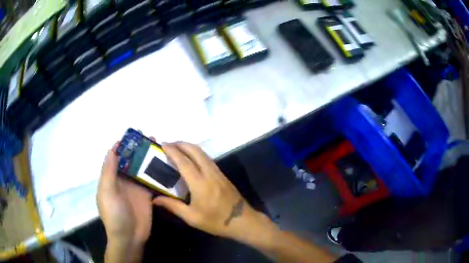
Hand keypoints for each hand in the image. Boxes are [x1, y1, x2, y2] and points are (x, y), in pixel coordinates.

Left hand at [97, 142, 152, 260]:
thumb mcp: (107, 192)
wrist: (129, 237)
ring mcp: (136, 188)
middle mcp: (123, 180)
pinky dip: (156, 172)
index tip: (132, 135)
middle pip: (130, 161)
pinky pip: (151, 180)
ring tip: (159, 147)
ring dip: (148, 158)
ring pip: (141, 169)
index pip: (115, 157)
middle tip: (150, 138)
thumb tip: (113, 149)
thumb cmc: (114, 214)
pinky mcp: (147, 195)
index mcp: (111, 178)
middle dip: (138, 149)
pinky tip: (165, 164)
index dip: (122, 146)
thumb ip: (109, 171)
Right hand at [153, 142, 269, 241]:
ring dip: (190, 147)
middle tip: (169, 144)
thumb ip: (173, 206)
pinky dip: (197, 154)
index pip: (184, 162)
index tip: (163, 144)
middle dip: (181, 144)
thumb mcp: (192, 218)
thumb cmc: (216, 221)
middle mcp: (210, 173)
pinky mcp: (223, 175)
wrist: (243, 221)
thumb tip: (155, 199)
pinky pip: (208, 159)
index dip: (172, 151)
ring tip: (177, 149)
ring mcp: (218, 173)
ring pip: (203, 153)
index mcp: (200, 184)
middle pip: (195, 151)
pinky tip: (191, 159)